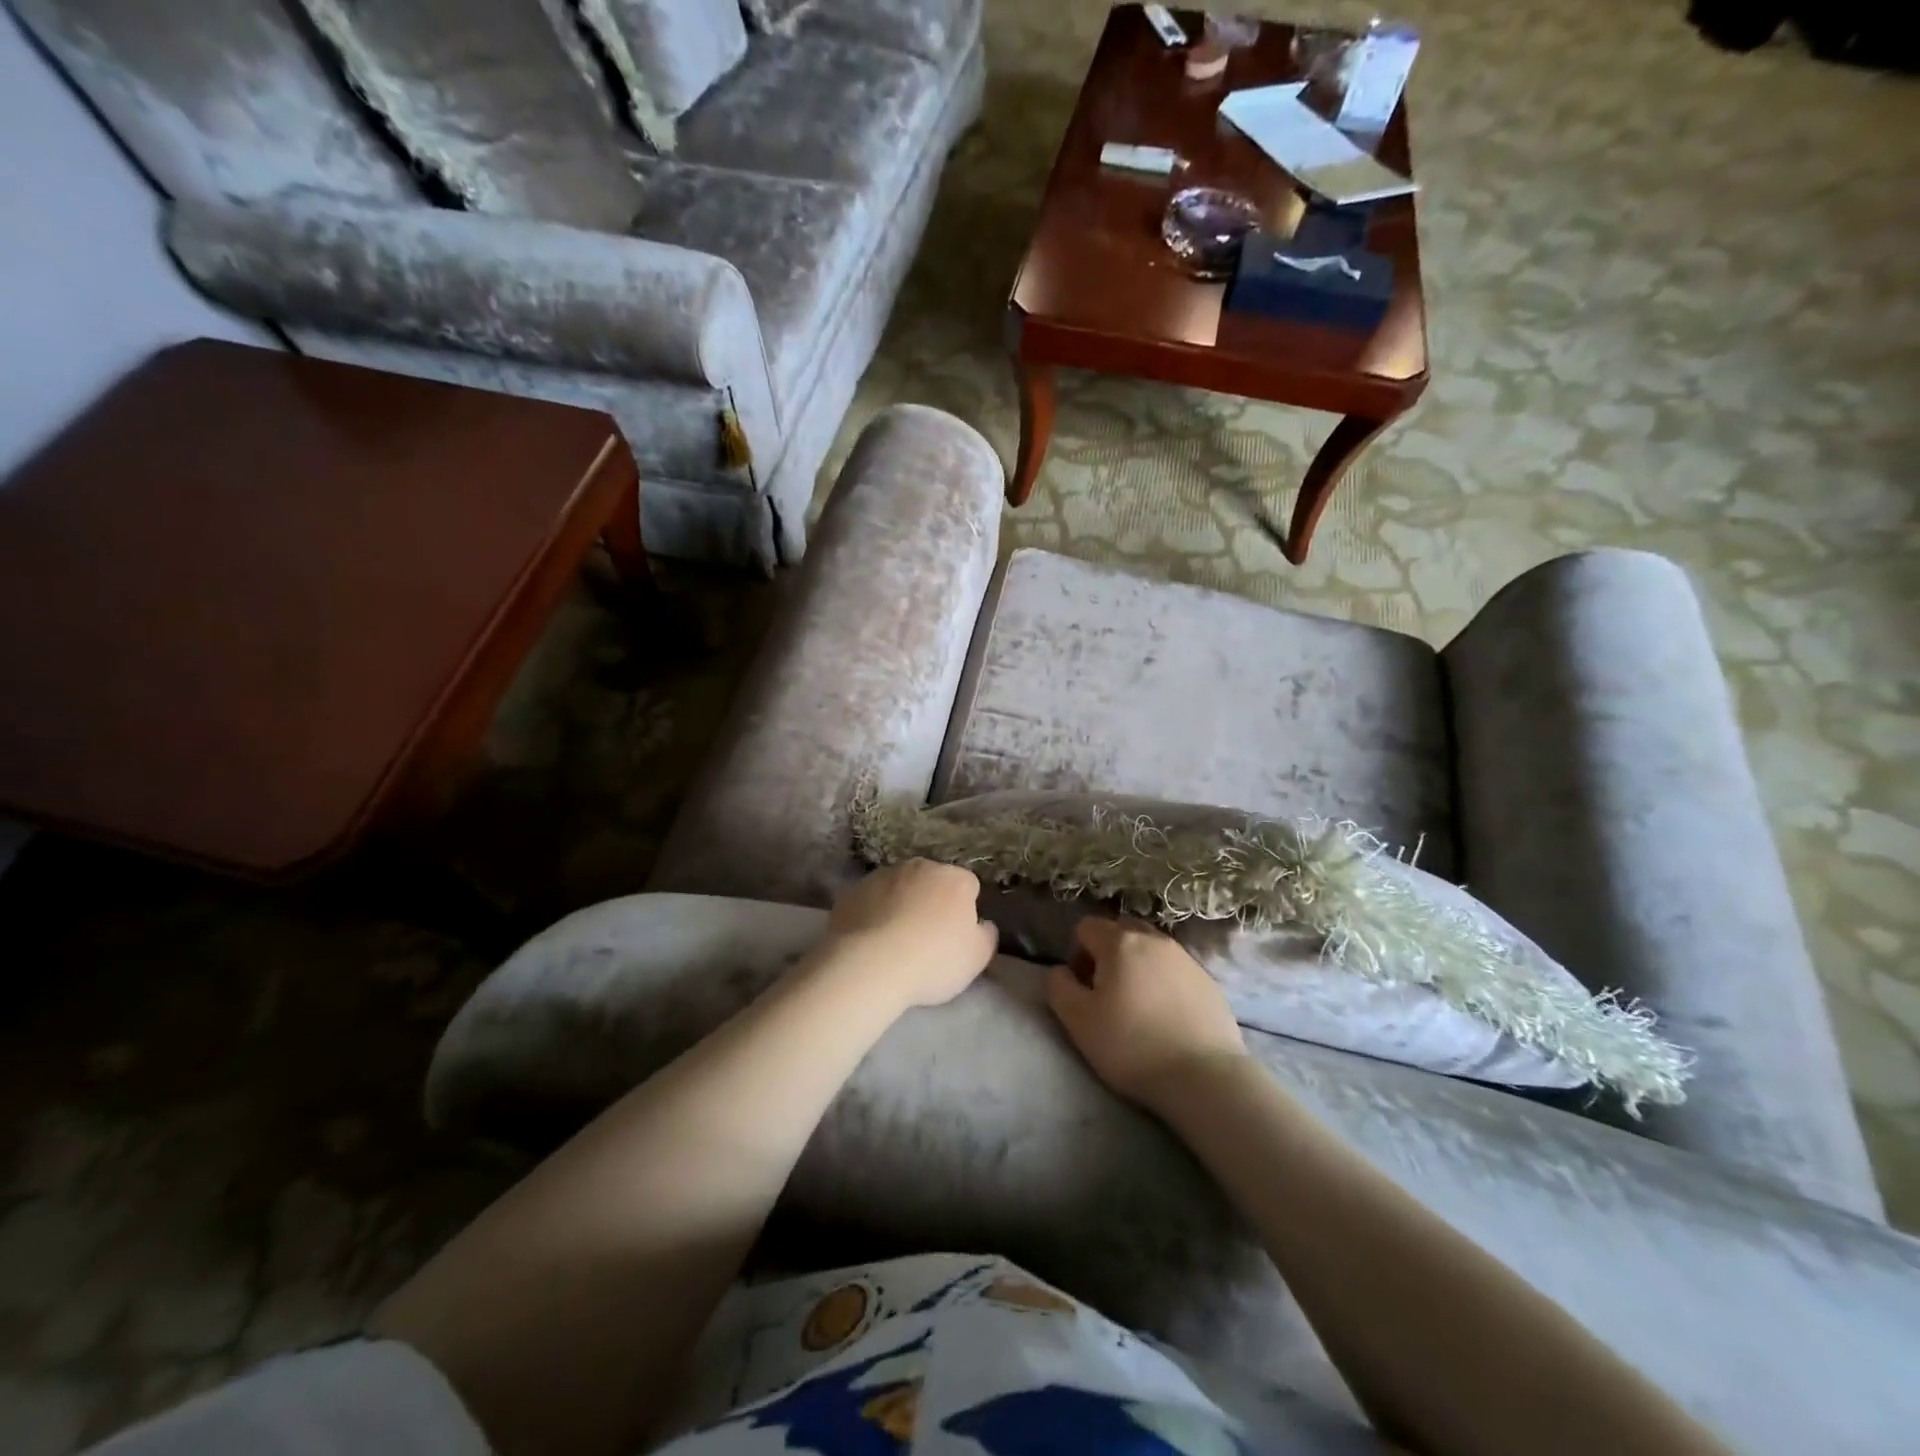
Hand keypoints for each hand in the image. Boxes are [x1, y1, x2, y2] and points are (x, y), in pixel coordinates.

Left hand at [822, 859, 997, 1009]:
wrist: (870, 965)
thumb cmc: (933, 960)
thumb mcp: (977, 957)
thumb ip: (986, 935)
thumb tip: (982, 923)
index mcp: (954, 878)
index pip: (968, 885)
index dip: (965, 910)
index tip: (956, 935)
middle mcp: (919, 867)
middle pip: (931, 881)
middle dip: (931, 901)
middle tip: (925, 938)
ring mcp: (882, 875)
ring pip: (898, 887)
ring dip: (900, 904)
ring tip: (893, 941)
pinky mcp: (852, 890)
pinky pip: (870, 900)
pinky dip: (872, 913)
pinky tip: (869, 940)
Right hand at [1046, 916, 1247, 1109]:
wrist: (1204, 1077)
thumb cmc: (1132, 1045)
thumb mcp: (1078, 1021)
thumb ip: (1059, 987)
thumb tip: (1061, 971)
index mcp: (1119, 942)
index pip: (1086, 926)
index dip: (1077, 952)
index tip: (1083, 986)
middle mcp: (1154, 939)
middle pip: (1121, 929)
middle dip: (1108, 951)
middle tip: (1107, 990)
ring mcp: (1186, 958)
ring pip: (1151, 946)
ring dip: (1138, 964)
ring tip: (1138, 1003)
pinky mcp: (1209, 981)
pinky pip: (1176, 968)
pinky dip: (1164, 980)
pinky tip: (1166, 1015)